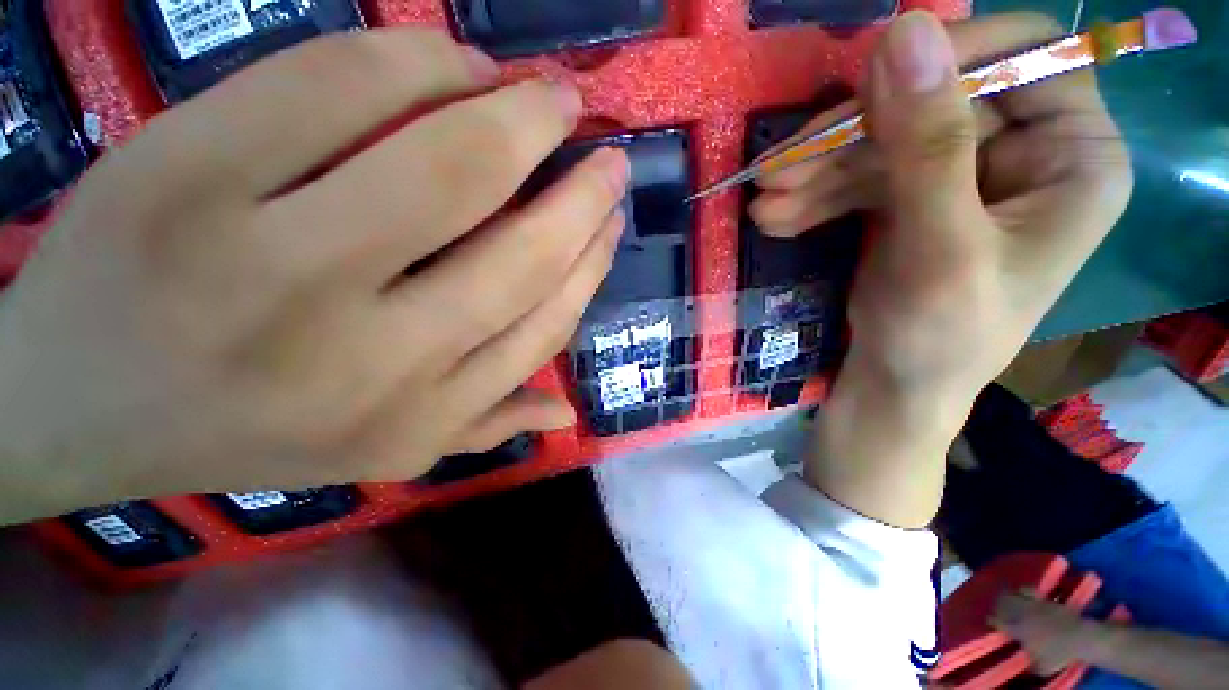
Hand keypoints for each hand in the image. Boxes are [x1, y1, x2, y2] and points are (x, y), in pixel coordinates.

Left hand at [0, 29, 628, 524]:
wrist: (79, 407)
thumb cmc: (243, 436)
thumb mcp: (386, 452)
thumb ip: (486, 427)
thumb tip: (566, 415)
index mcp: (419, 415)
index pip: (545, 325)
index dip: (591, 266)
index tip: (612, 222)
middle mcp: (370, 356)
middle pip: (521, 255)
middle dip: (582, 195)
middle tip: (608, 156)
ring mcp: (269, 263)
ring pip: (450, 167)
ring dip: (524, 119)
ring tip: (556, 97)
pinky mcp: (186, 172)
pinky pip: (339, 86)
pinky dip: (421, 61)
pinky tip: (460, 62)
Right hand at [780, 12, 1131, 526]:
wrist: (894, 389)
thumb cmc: (938, 339)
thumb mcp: (939, 249)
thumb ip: (927, 145)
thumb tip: (902, 31)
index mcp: (1074, 157)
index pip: (1025, 54)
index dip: (945, 59)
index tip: (862, 94)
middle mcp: (1025, 152)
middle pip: (930, 101)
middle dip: (845, 138)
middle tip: (774, 172)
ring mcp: (961, 173)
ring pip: (881, 142)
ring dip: (814, 173)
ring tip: (764, 204)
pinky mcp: (911, 198)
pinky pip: (858, 177)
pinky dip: (814, 196)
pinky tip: (778, 218)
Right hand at [992, 591, 1092, 674]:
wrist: (1080, 638)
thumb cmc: (1059, 654)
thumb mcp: (1042, 668)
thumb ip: (1028, 664)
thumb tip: (1021, 664)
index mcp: (1016, 629)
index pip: (996, 620)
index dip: (992, 621)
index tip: (991, 624)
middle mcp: (1020, 614)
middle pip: (1001, 603)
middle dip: (998, 606)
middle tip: (998, 611)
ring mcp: (1033, 605)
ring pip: (1013, 594)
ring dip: (1009, 597)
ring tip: (1008, 601)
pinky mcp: (1044, 599)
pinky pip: (1029, 591)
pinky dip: (1024, 591)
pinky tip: (1025, 595)